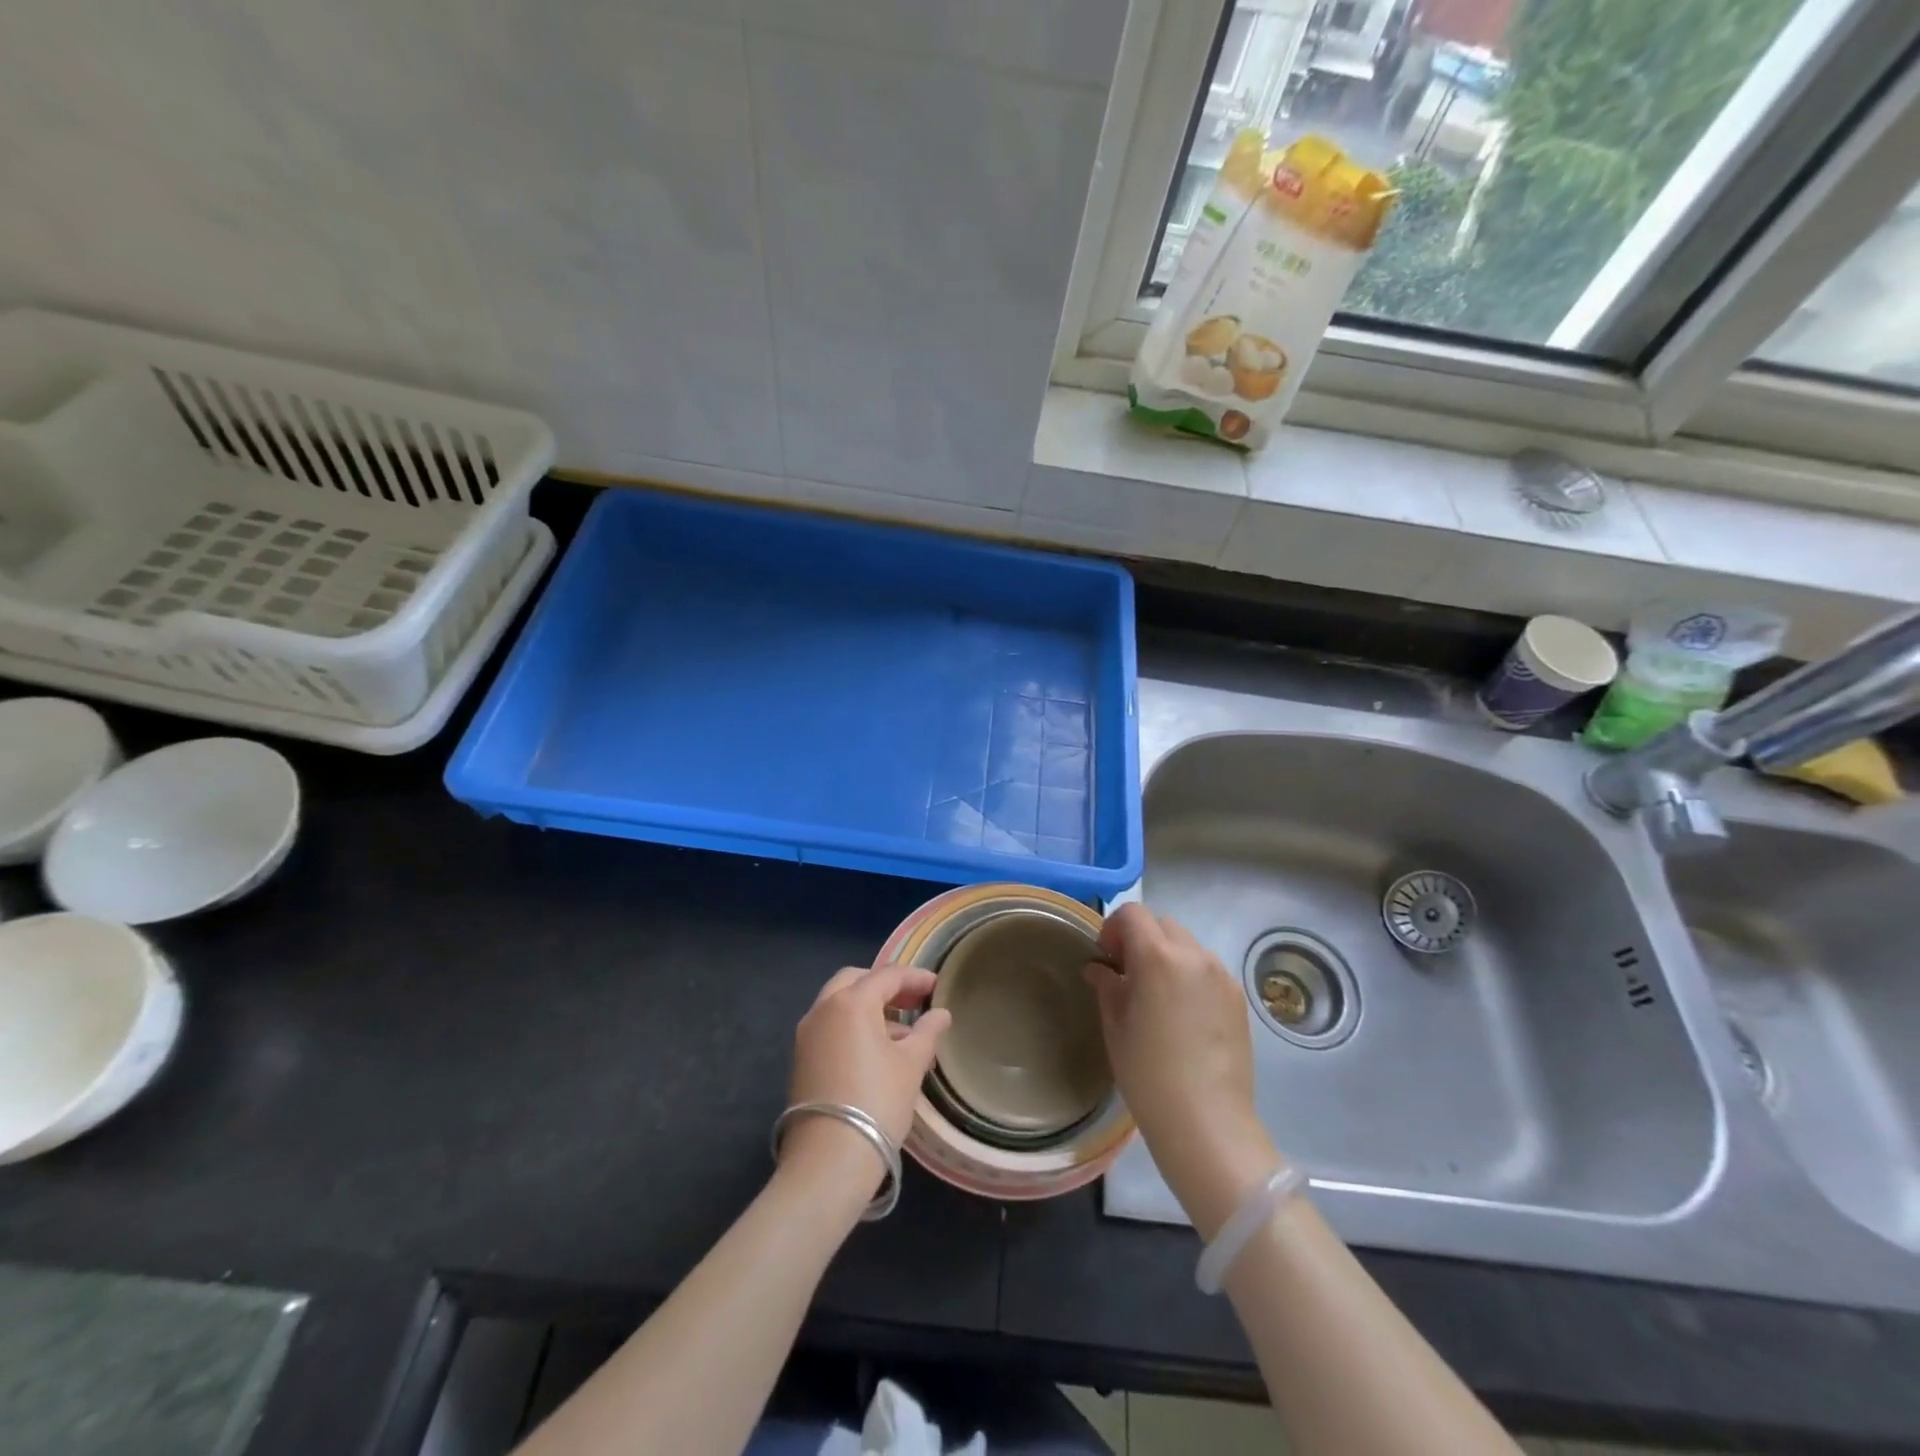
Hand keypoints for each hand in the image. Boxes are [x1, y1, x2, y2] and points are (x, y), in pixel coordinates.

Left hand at [780, 965, 950, 1199]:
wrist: (828, 1160)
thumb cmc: (877, 1102)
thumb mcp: (911, 1065)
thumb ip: (927, 1032)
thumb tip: (940, 1014)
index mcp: (851, 1002)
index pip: (887, 975)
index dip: (915, 977)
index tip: (937, 986)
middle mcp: (823, 1008)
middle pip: (856, 980)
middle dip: (886, 986)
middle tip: (913, 1001)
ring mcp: (807, 1034)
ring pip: (839, 1004)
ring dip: (869, 1007)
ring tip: (901, 1031)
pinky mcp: (800, 1058)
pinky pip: (830, 1026)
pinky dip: (852, 1026)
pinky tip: (876, 1051)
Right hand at [1084, 905, 1280, 1237]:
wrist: (1206, 1122)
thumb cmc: (1148, 1074)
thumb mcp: (1115, 1026)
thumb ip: (1107, 986)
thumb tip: (1100, 969)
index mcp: (1158, 957)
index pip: (1132, 914)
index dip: (1113, 929)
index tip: (1107, 960)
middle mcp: (1194, 956)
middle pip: (1162, 925)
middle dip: (1141, 940)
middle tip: (1128, 976)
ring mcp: (1221, 976)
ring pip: (1188, 946)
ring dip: (1168, 956)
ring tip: (1158, 997)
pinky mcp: (1238, 998)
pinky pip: (1208, 970)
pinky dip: (1190, 976)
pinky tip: (1183, 1015)